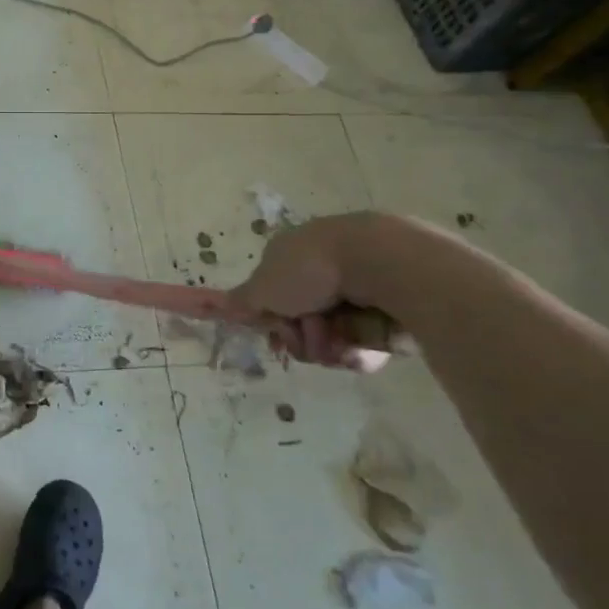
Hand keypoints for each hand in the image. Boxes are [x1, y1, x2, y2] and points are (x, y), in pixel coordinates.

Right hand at [232, 214, 391, 372]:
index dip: (272, 318)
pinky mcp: (390, 311)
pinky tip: (363, 345)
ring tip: (340, 340)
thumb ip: (242, 301)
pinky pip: (365, 344)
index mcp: (292, 257)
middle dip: (302, 336)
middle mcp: (323, 272)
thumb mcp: (263, 287)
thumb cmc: (310, 270)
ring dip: (330, 347)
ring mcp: (358, 291)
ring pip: (333, 339)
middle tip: (308, 332)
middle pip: (301, 323)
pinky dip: (360, 351)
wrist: (379, 263)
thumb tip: (219, 304)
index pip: (273, 297)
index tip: (275, 329)